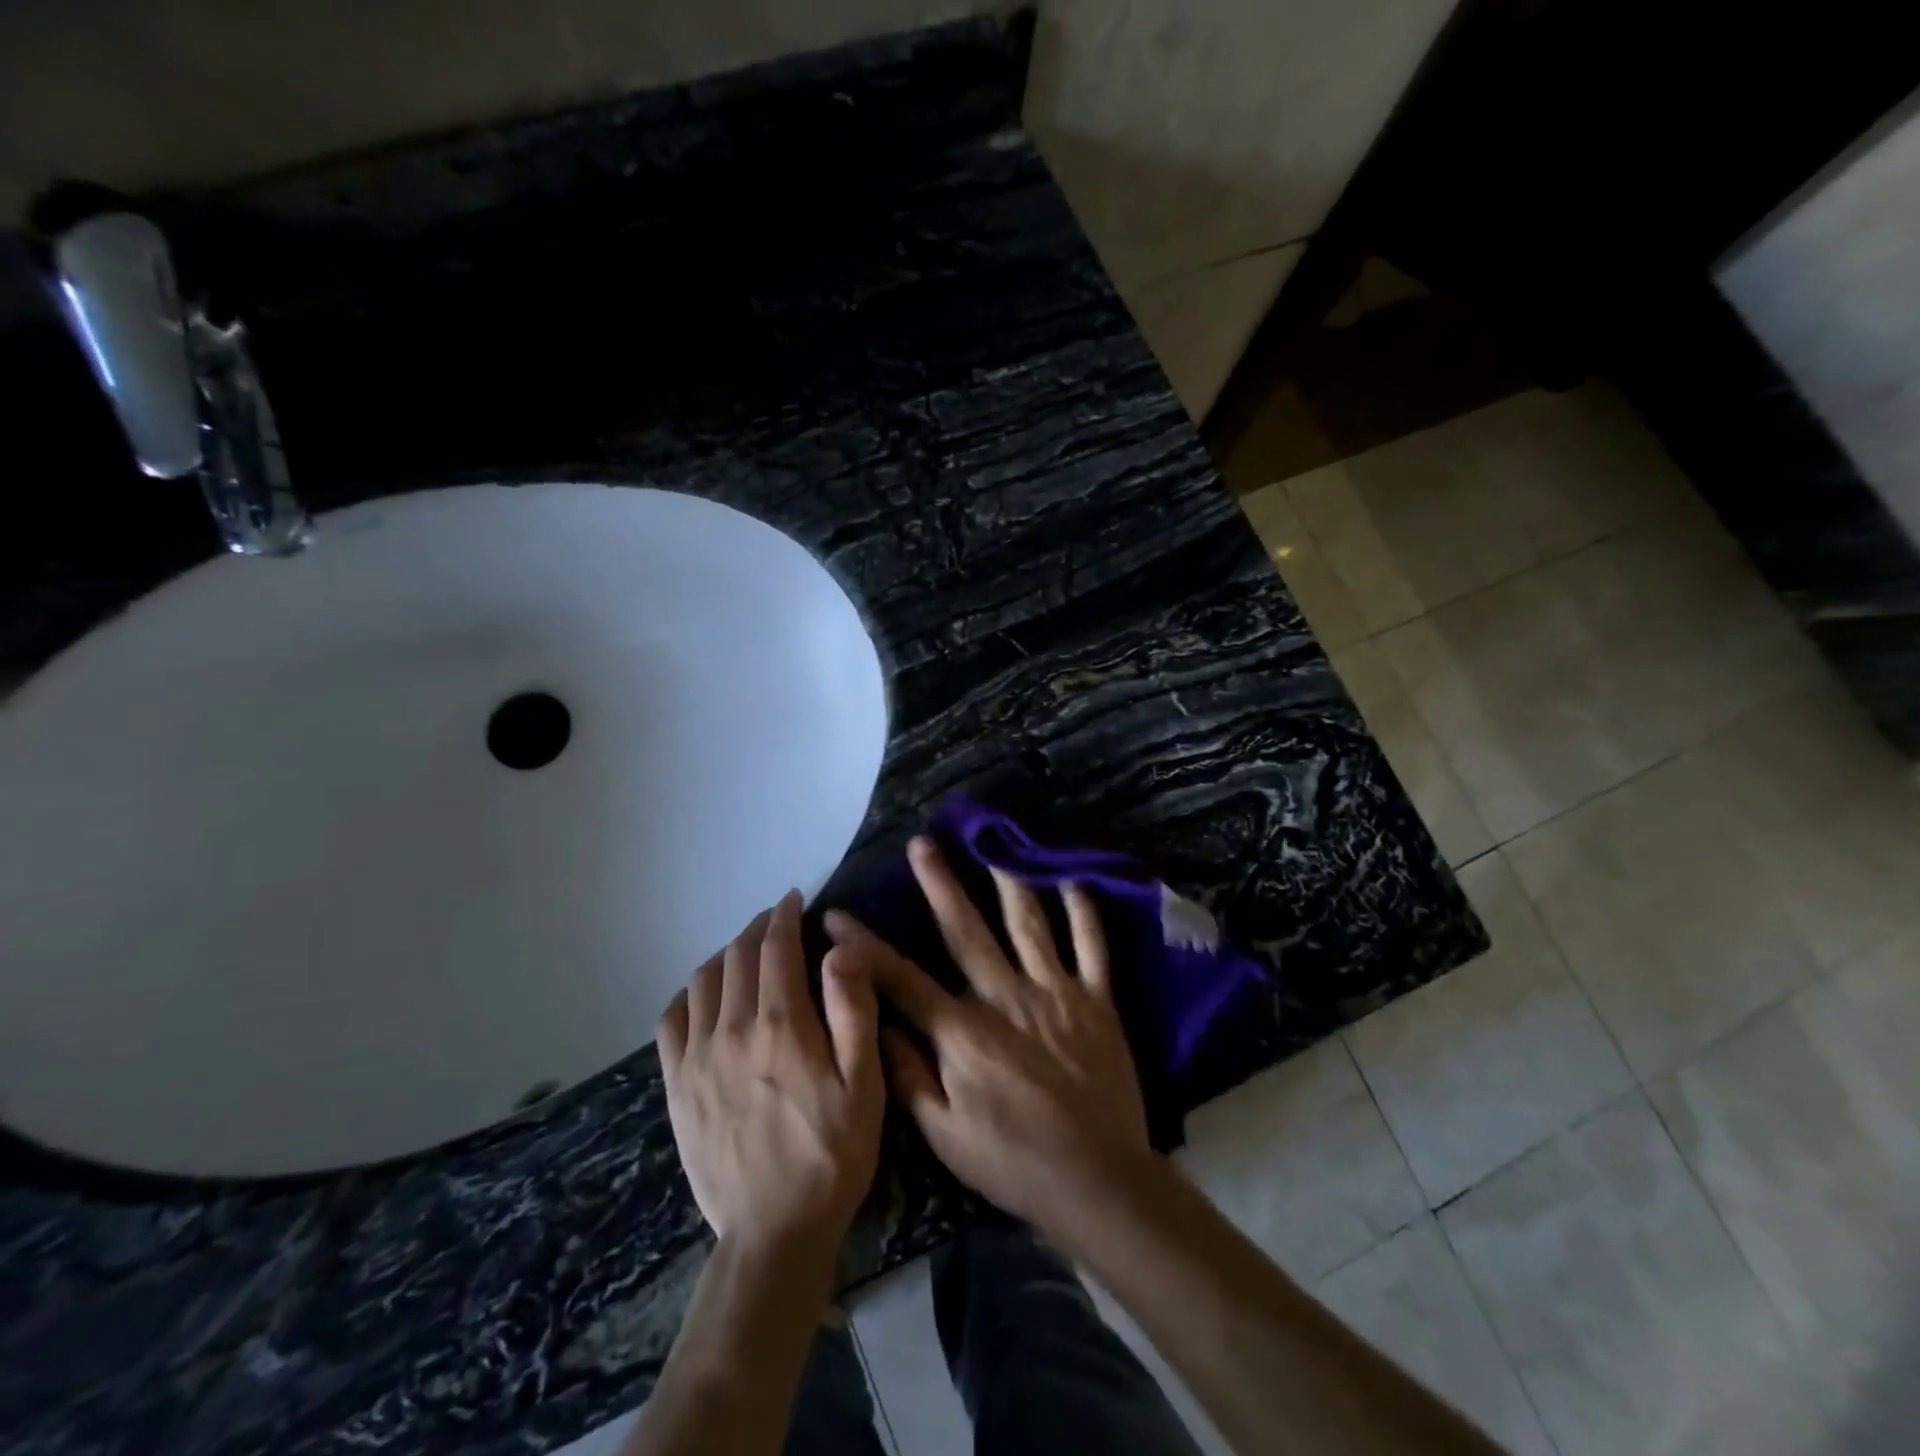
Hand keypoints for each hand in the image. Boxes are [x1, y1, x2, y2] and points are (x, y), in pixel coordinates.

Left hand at [658, 890, 883, 1257]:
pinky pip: (671, 1021)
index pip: (776, 948)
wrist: (773, 1232)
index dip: (785, 917)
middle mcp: (732, 1030)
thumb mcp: (864, 1084)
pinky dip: (689, 994)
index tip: (794, 900)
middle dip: (758, 929)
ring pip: (703, 981)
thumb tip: (839, 949)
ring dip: (726, 954)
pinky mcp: (676, 1087)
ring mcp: (696, 1058)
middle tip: (777, 921)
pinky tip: (704, 995)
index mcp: (782, 1025)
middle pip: (738, 957)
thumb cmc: (832, 1154)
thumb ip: (853, 1010)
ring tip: (746, 952)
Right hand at [824, 838, 1150, 1244]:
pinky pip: (1092, 947)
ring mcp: (1055, 992)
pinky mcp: (1097, 1001)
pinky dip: (1084, 913)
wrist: (1097, 1180)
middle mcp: (1005, 997)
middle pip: (966, 930)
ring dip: (1008, 881)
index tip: (836, 916)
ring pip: (1028, 924)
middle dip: (940, 884)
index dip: (865, 946)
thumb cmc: (1013, 1162)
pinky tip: (1073, 880)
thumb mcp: (944, 1135)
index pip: (902, 978)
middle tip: (922, 844)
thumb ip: (907, 1076)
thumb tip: (876, 1025)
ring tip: (994, 845)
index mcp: (963, 1031)